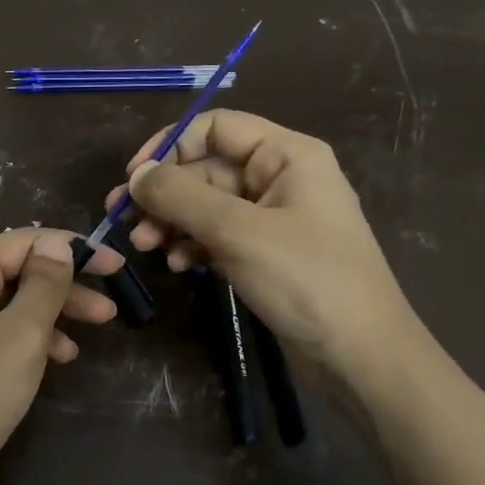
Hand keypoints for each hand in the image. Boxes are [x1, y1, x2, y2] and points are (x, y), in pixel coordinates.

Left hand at [0, 228, 123, 484]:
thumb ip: (42, 285)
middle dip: (63, 287)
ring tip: (85, 341)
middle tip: (109, 311)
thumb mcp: (20, 336)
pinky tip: (51, 363)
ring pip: (4, 309)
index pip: (20, 242)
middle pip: (12, 274)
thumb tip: (54, 244)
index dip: (70, 247)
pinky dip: (25, 343)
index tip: (115, 265)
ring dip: (48, 317)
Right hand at [108, 110, 424, 389]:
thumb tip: (135, 175)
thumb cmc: (307, 280)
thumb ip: (181, 197)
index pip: (216, 127)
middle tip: (123, 221)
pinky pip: (218, 235)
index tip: (134, 177)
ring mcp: (273, 218)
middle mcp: (280, 178)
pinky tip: (178, 265)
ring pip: (207, 205)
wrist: (361, 357)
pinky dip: (193, 245)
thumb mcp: (238, 232)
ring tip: (144, 248)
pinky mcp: (266, 253)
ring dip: (172, 222)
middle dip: (164, 194)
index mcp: (287, 155)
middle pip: (206, 169)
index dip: (170, 145)